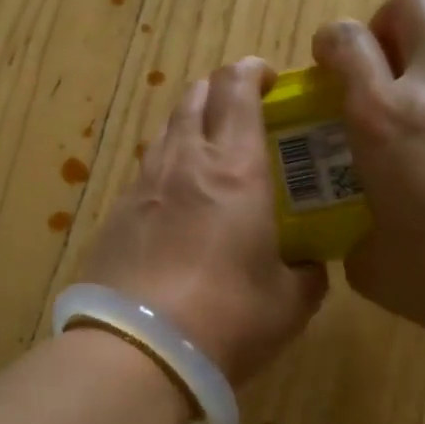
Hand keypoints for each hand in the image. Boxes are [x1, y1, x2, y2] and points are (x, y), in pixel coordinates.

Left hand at [80, 57, 327, 384]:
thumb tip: (308, 266)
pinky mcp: (116, 216)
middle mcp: (184, 163)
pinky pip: (146, 173)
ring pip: (166, 132)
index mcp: (234, 171)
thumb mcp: (288, 303)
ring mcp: (143, 187)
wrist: (137, 352)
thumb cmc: (226, 319)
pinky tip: (177, 201)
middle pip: (194, 98)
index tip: (268, 76)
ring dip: (189, 125)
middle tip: (242, 108)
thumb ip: (306, 274)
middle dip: (219, 89)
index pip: (236, 91)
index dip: (252, 72)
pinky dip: (167, 169)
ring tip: (209, 150)